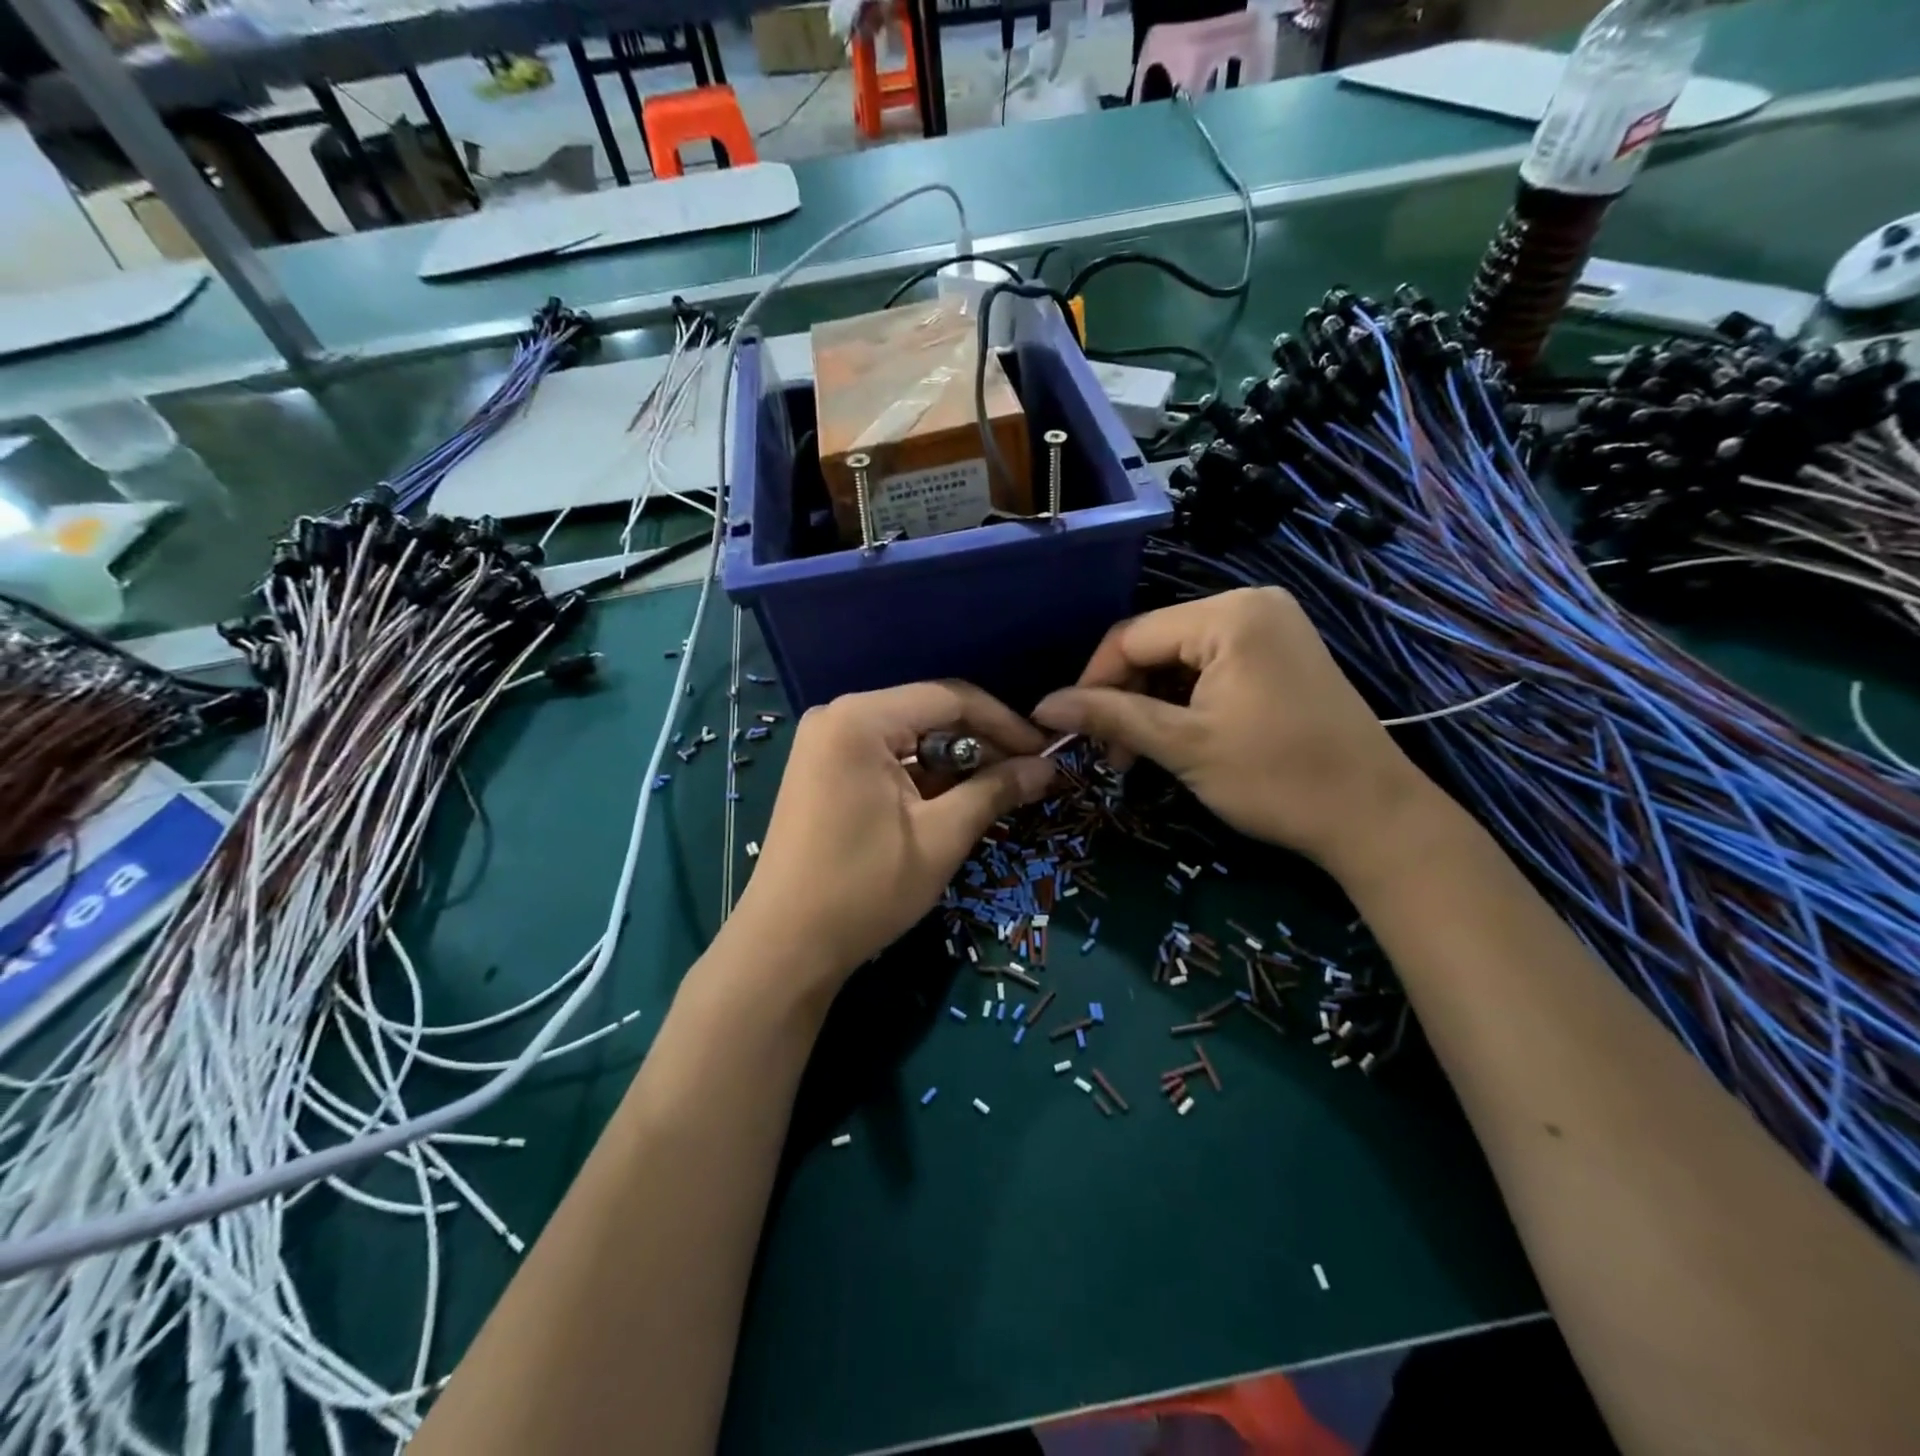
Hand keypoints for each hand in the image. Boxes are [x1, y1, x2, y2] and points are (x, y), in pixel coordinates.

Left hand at [729, 681, 1055, 991]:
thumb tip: (1047, 767)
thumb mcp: (941, 837)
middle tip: (1026, 776)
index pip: (950, 698)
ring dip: (955, 762)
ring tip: (998, 792)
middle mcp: (838, 716)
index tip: (1046, 751)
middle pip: (929, 713)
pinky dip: (923, 776)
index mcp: (861, 719)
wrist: (785, 946)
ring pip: (909, 737)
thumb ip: (996, 790)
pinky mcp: (823, 770)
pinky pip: (886, 757)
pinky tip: (954, 800)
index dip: (1005, 722)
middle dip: (981, 744)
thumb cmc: (865, 888)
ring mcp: (825, 743)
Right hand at [1032, 588, 1436, 875]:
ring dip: (1151, 702)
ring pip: (1180, 657)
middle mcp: (1250, 603)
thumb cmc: (1275, 778)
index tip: (1071, 731)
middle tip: (1113, 754)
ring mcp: (1271, 626)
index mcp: (1228, 614)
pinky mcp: (1280, 651)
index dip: (1093, 682)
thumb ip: (1111, 717)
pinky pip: (1211, 665)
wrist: (1372, 816)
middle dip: (1125, 696)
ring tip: (1140, 753)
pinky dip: (1184, 699)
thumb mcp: (1183, 746)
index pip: (1131, 636)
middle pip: (1155, 642)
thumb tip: (1043, 707)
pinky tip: (1177, 736)